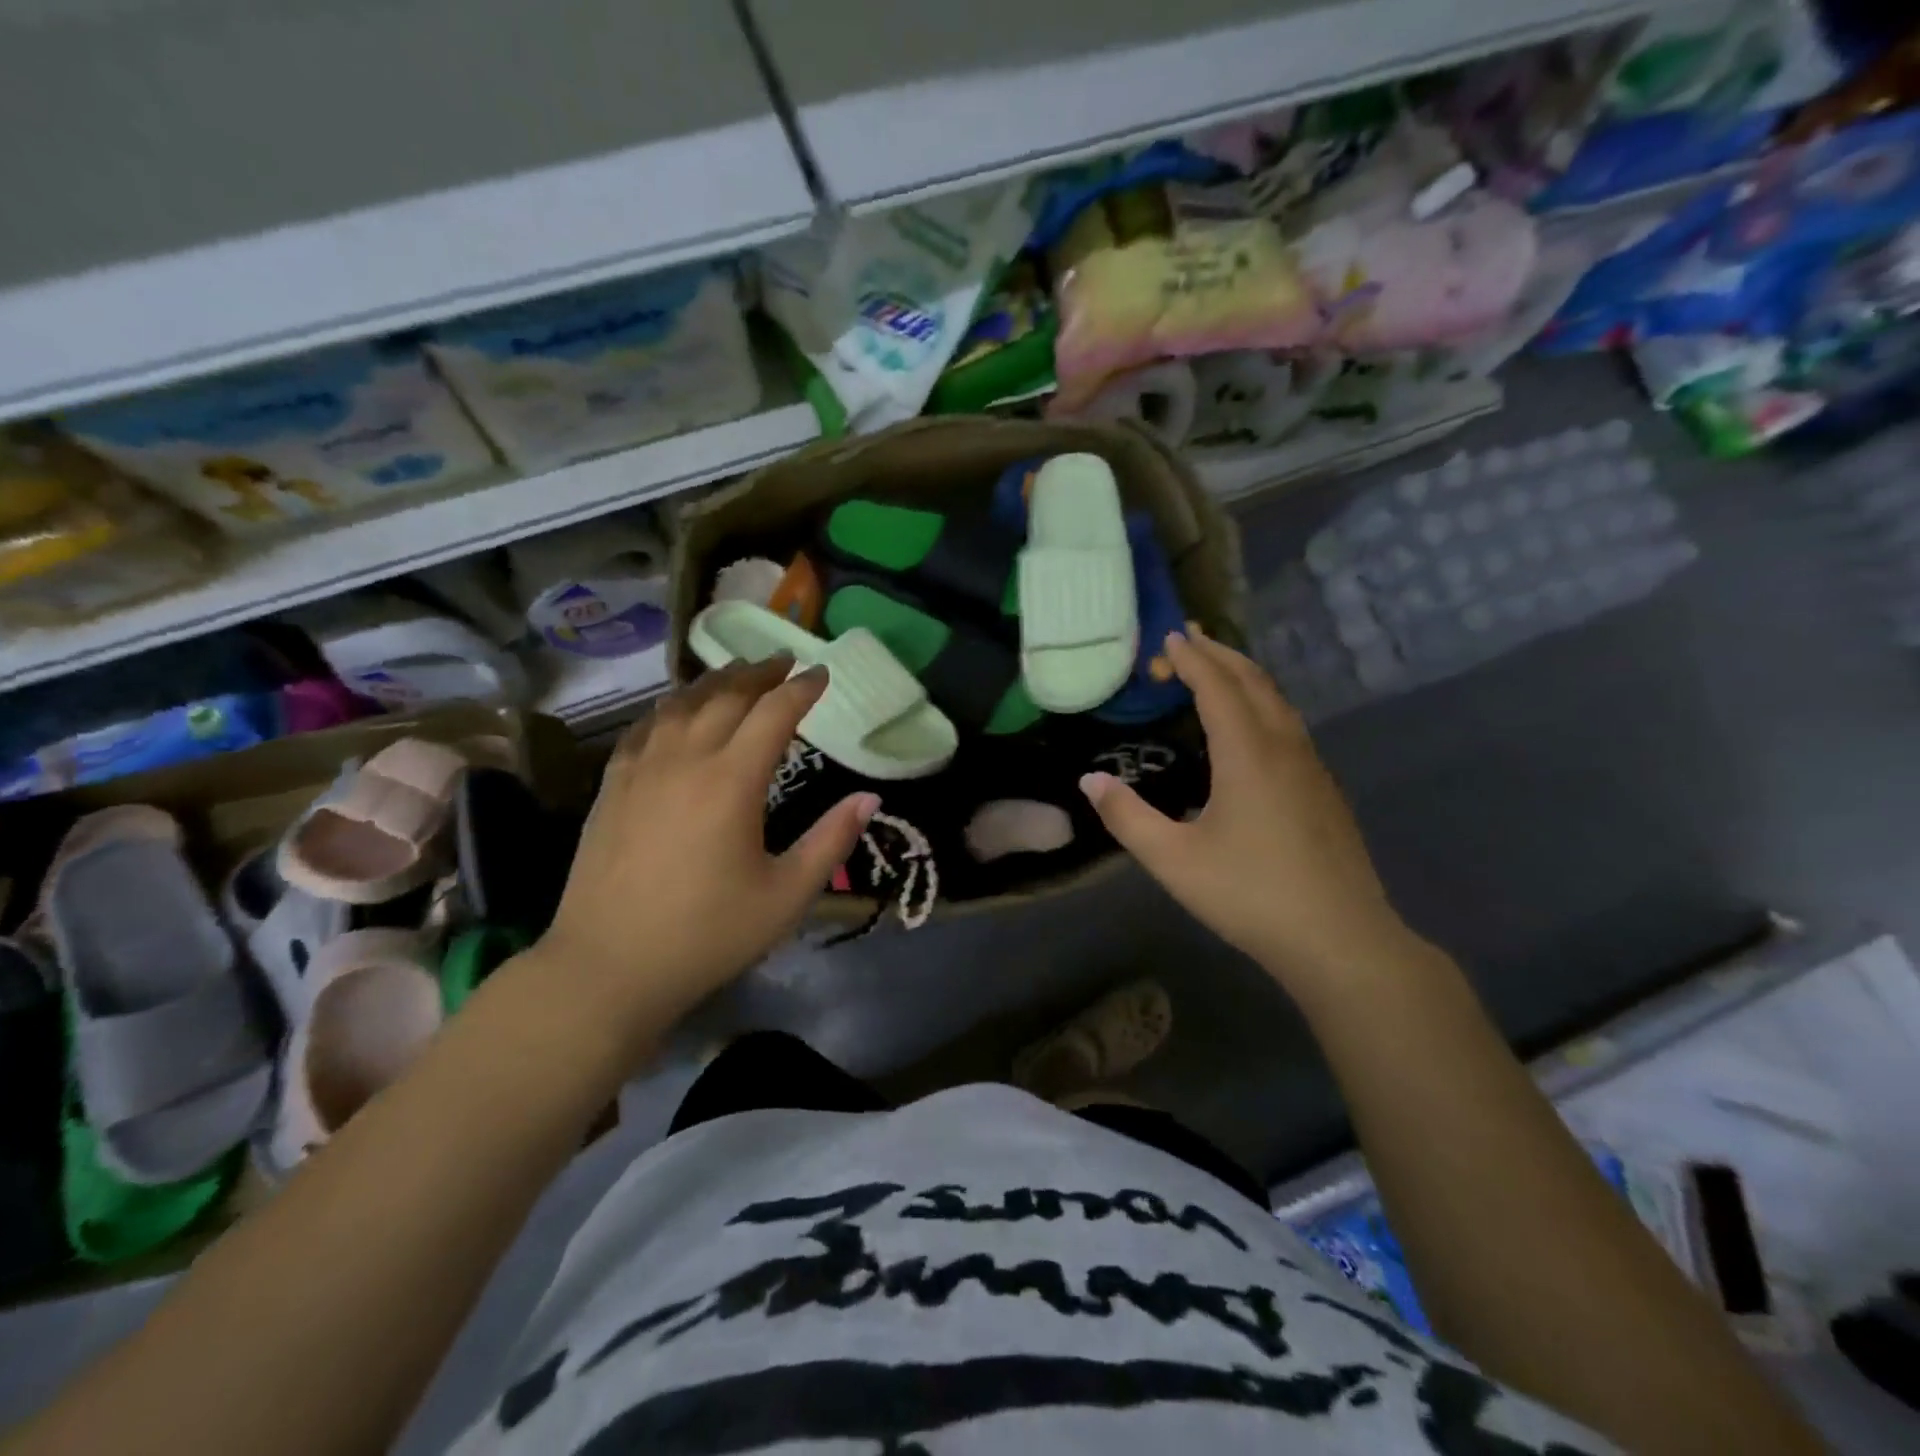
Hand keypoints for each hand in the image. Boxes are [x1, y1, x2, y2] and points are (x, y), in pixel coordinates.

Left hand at [540, 659, 877, 1029]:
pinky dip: (671, 708)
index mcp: (732, 781)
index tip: (822, 674)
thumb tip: (869, 798)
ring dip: (715, 682)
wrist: (608, 967)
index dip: (802, 689)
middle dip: (760, 674)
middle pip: (726, 696)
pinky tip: (677, 712)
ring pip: (681, 704)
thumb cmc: (707, 934)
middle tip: (784, 663)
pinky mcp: (612, 786)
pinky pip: (645, 727)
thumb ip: (831, 841)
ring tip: (737, 673)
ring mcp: (641, 769)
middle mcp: (685, 760)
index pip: (774, 713)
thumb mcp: (786, 896)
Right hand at [1079, 626, 1412, 984]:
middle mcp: (1284, 747)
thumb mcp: (1173, 860)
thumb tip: (1090, 781)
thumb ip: (1127, 817)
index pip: (1217, 687)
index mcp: (1247, 754)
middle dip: (1220, 655)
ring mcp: (1311, 768)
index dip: (1192, 660)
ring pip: (1278, 701)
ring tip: (1217, 669)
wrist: (1340, 940)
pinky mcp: (1324, 790)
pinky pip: (1289, 725)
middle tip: (1188, 639)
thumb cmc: (1249, 894)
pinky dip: (1263, 703)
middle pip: (1253, 682)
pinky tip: (1252, 726)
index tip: (1169, 639)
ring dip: (1245, 676)